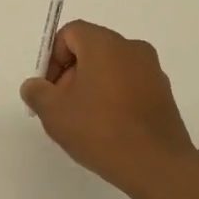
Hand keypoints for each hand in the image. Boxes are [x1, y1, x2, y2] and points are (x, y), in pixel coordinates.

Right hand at [19, 21, 198, 198]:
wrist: (156, 165)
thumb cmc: (101, 130)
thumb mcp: (54, 112)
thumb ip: (36, 92)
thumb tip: (35, 86)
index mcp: (105, 44)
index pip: (70, 33)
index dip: (52, 58)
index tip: (49, 90)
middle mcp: (132, 48)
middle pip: (91, 49)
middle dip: (70, 74)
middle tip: (62, 107)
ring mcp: (152, 70)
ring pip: (110, 68)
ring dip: (92, 87)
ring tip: (84, 121)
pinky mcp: (163, 92)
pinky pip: (129, 84)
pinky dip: (114, 97)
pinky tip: (108, 128)